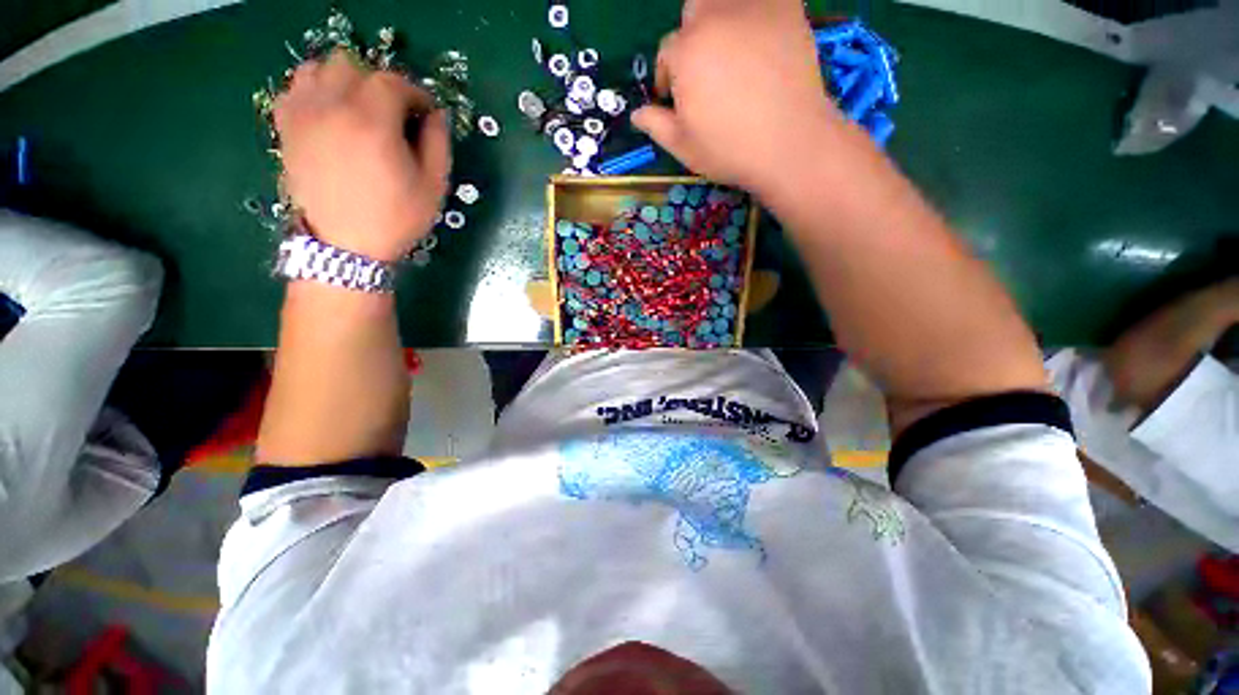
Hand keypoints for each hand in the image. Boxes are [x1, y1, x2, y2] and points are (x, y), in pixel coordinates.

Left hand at [274, 49, 449, 261]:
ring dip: (343, 81)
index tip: (426, 113)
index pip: (393, 82)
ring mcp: (303, 114)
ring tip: (359, 109)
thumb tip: (438, 115)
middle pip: (353, 65)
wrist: (345, 246)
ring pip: (319, 68)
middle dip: (379, 83)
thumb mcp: (433, 187)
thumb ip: (438, 144)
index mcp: (372, 122)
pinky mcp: (287, 127)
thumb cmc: (396, 218)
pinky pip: (294, 88)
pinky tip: (329, 113)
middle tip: (393, 112)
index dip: (416, 93)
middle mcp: (332, 106)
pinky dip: (314, 90)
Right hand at [631, 0, 849, 195]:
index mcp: (685, 52)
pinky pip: (764, 0)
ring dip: (720, 21)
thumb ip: (655, 125)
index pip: (667, 52)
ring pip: (725, 1)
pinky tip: (761, 39)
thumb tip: (636, 113)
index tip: (674, 99)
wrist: (789, 144)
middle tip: (704, 72)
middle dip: (692, 40)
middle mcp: (714, 19)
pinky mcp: (787, 10)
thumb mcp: (682, 146)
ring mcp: (752, 10)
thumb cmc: (729, 149)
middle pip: (693, 14)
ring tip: (731, 52)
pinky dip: (757, 13)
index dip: (667, 77)